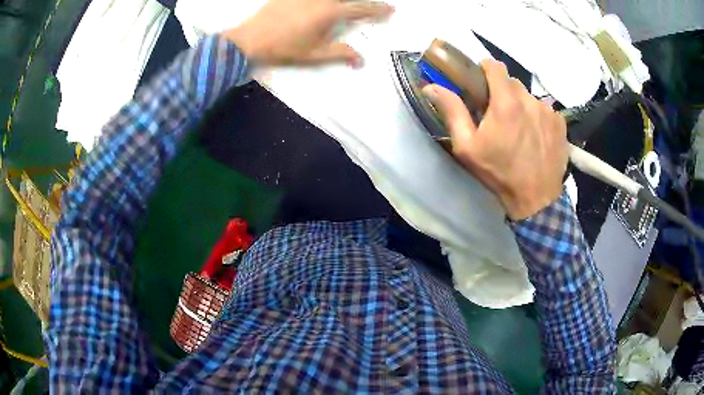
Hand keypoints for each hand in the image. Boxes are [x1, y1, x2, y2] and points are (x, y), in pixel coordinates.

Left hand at [223, 0, 393, 66]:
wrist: (251, 39)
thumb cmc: (284, 48)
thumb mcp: (314, 54)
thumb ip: (340, 53)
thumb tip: (362, 60)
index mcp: (331, 13)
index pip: (362, 8)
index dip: (379, 9)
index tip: (391, 9)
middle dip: (365, 1)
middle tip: (371, 5)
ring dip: (345, 0)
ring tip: (347, 6)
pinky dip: (325, 0)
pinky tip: (323, 4)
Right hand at [422, 60, 567, 220]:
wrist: (535, 199)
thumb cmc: (498, 173)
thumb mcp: (467, 147)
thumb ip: (452, 112)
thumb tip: (431, 87)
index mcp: (505, 102)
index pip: (495, 66)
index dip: (486, 70)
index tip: (482, 83)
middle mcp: (530, 100)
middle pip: (512, 82)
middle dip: (503, 92)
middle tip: (498, 115)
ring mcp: (548, 111)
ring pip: (529, 97)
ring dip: (521, 105)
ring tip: (519, 129)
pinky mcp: (560, 123)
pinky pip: (545, 110)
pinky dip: (538, 117)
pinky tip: (535, 136)